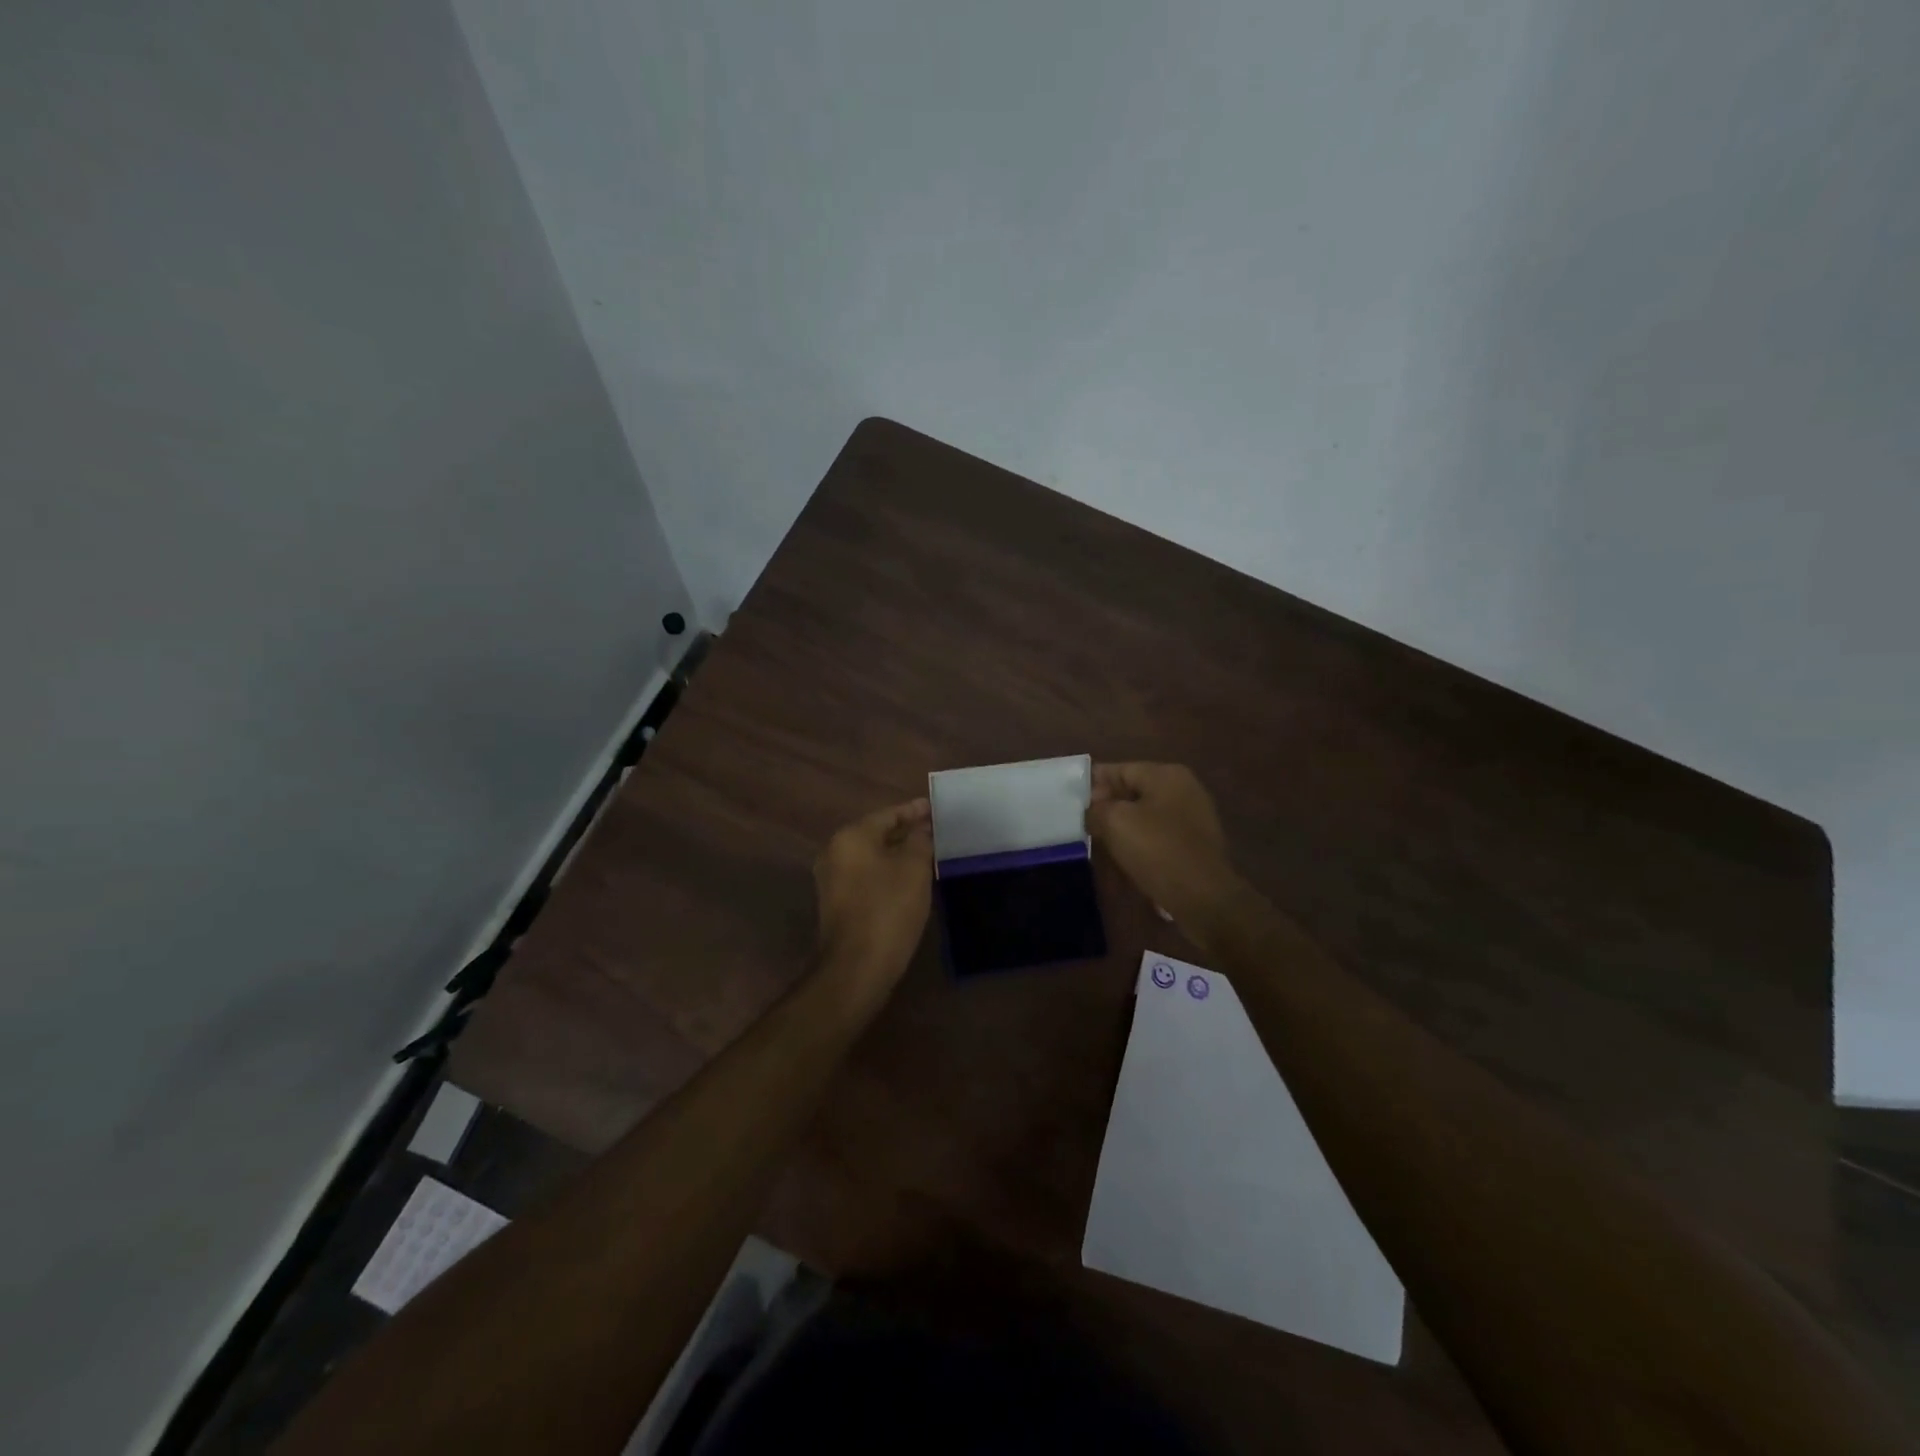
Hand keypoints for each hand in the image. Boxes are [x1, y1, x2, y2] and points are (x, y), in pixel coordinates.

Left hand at [813, 798, 933, 989]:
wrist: (857, 966)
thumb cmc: (888, 909)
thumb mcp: (914, 868)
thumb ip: (920, 840)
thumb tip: (921, 829)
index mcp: (851, 837)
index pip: (887, 814)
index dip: (914, 811)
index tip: (934, 808)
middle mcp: (834, 852)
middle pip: (875, 833)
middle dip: (904, 831)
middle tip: (933, 830)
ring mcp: (831, 879)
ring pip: (870, 856)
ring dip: (896, 853)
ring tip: (925, 853)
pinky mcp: (836, 903)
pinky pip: (865, 876)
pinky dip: (886, 872)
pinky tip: (907, 879)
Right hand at [1087, 763, 1241, 937]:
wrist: (1204, 898)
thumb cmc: (1158, 850)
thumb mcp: (1115, 822)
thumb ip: (1096, 809)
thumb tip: (1092, 811)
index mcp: (1167, 775)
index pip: (1119, 769)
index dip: (1092, 783)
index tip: (1070, 801)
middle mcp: (1184, 790)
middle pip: (1133, 792)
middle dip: (1107, 807)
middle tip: (1081, 825)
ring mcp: (1193, 819)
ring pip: (1145, 816)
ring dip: (1122, 828)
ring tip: (1098, 844)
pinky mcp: (1195, 846)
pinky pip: (1158, 838)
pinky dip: (1140, 845)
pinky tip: (1123, 860)